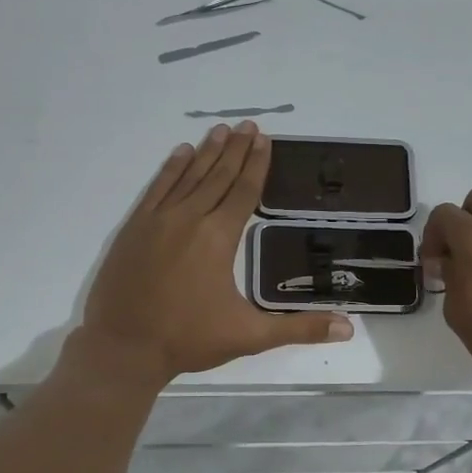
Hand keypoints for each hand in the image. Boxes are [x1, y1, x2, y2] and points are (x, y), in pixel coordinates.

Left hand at [80, 122, 351, 381]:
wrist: (124, 347)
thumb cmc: (188, 339)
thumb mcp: (250, 336)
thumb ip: (299, 328)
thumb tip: (348, 328)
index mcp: (218, 238)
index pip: (243, 192)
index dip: (256, 165)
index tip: (264, 139)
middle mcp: (189, 219)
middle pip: (217, 176)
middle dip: (235, 149)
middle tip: (247, 125)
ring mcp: (157, 221)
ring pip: (187, 177)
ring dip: (205, 152)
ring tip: (220, 130)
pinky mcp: (133, 228)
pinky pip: (156, 188)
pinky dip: (169, 169)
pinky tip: (179, 154)